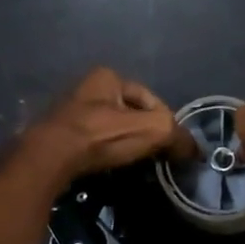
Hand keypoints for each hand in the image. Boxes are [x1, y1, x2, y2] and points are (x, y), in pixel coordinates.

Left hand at [20, 68, 188, 183]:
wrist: (49, 158)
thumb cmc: (101, 135)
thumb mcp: (151, 130)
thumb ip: (177, 135)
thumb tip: (195, 149)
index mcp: (108, 76)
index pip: (150, 98)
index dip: (165, 121)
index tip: (171, 145)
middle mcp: (87, 87)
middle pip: (129, 113)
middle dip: (143, 132)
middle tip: (154, 156)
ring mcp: (70, 111)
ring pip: (110, 128)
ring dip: (123, 144)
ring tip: (133, 164)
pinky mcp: (58, 135)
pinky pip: (92, 143)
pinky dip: (103, 153)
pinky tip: (108, 167)